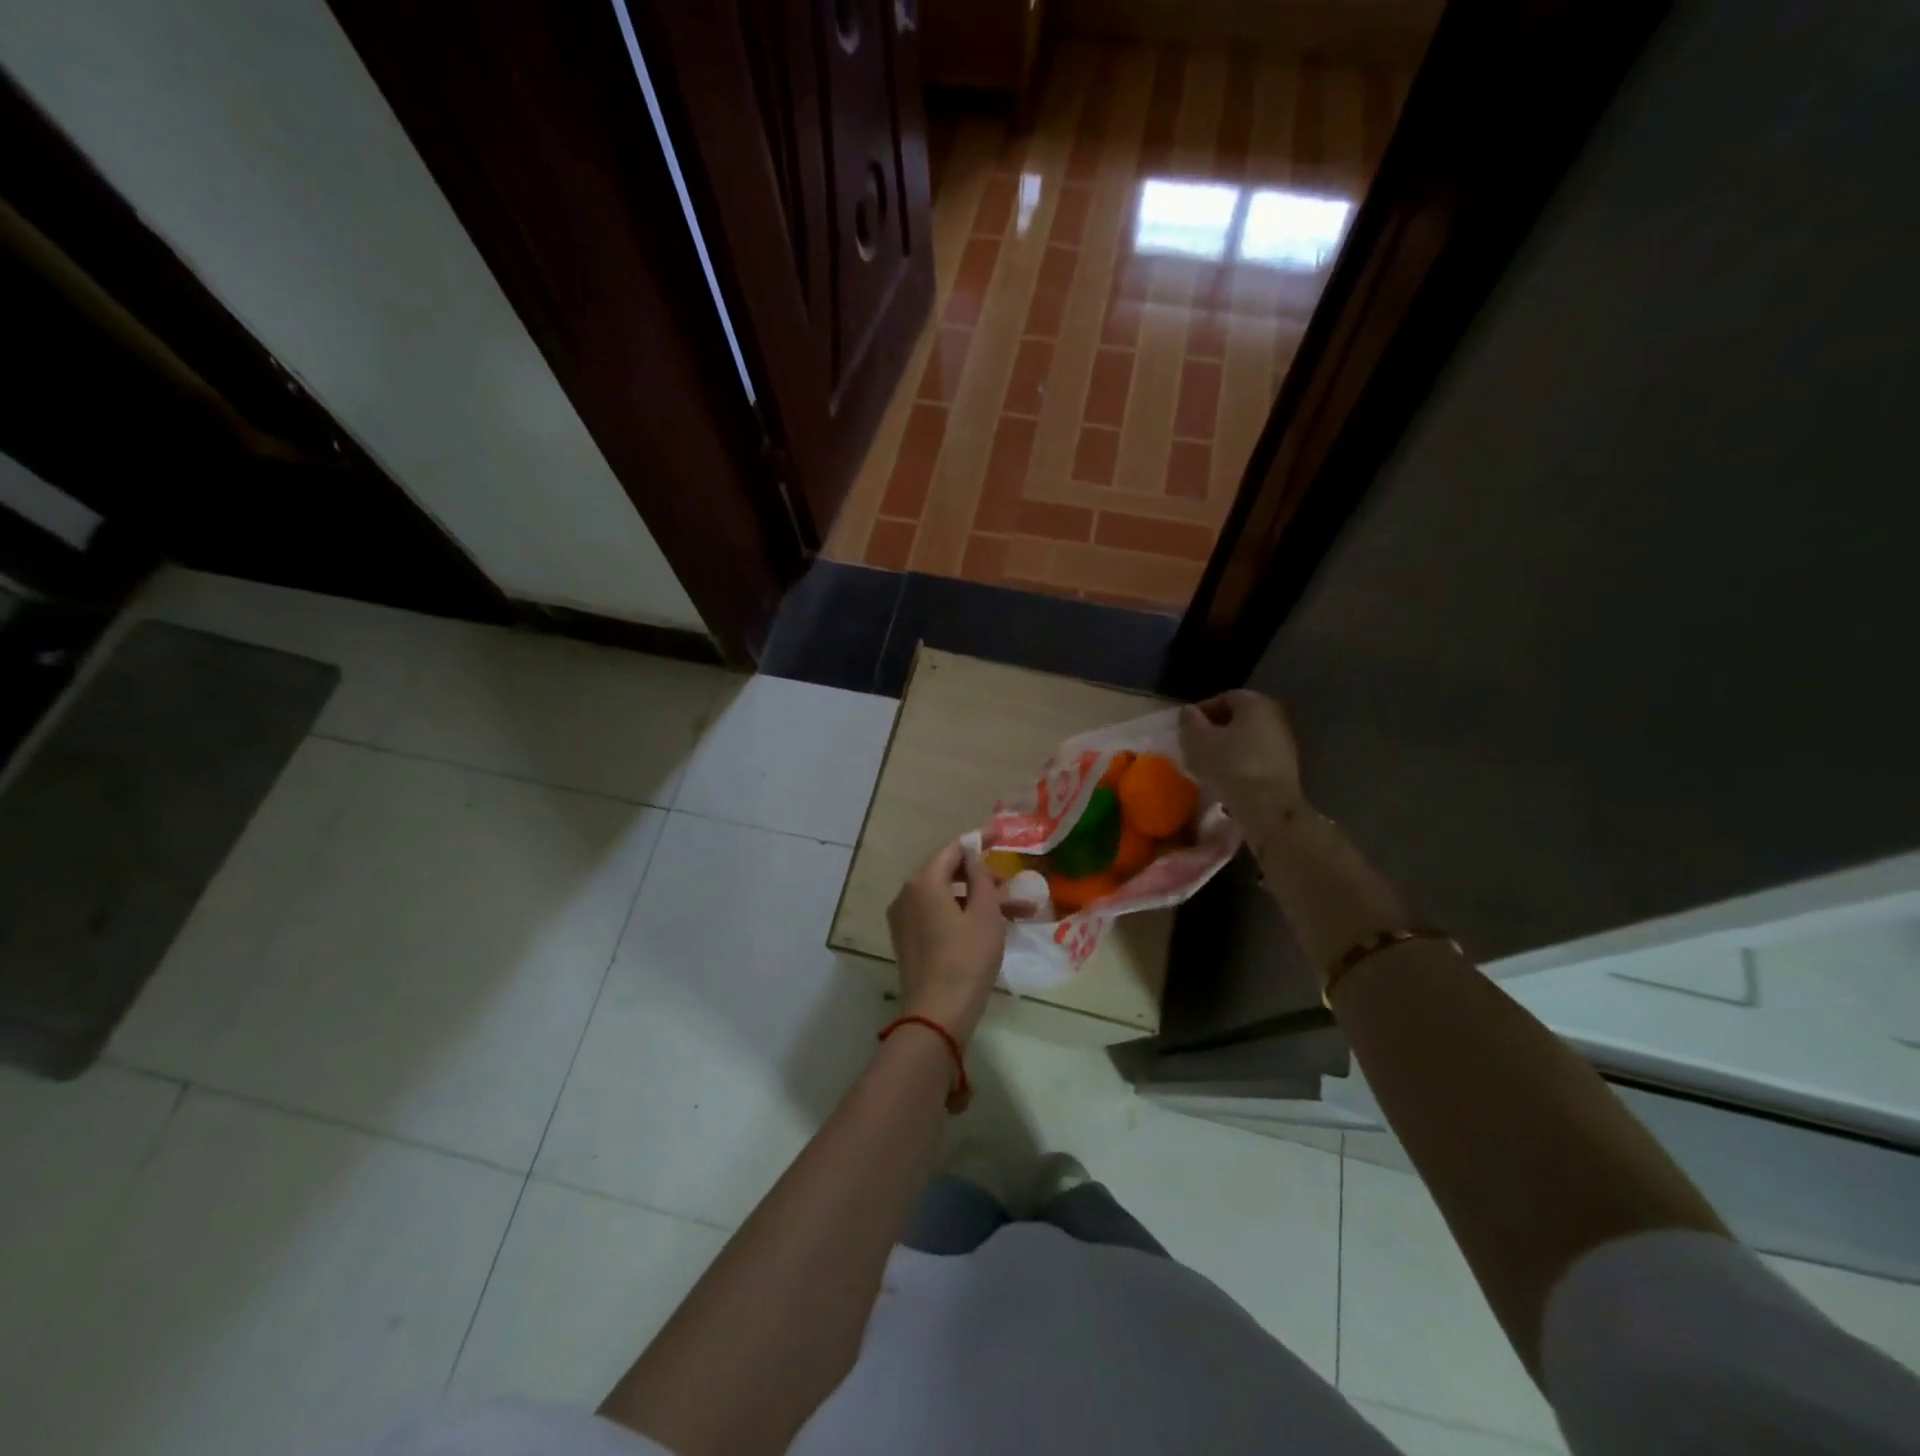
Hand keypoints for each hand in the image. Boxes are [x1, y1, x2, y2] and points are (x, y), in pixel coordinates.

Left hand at [886, 840, 1006, 1043]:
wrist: (937, 1015)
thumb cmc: (966, 959)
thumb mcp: (985, 913)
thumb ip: (980, 877)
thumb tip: (973, 855)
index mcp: (922, 882)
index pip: (953, 849)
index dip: (979, 842)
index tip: (1003, 837)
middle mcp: (907, 895)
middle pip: (949, 874)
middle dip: (985, 879)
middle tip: (1015, 888)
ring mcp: (904, 920)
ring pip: (947, 898)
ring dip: (980, 902)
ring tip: (1018, 913)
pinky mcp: (909, 941)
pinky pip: (939, 917)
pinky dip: (964, 917)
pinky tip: (993, 928)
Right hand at [1180, 690, 1308, 844]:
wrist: (1269, 807)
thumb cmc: (1230, 766)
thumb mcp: (1198, 742)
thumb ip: (1190, 723)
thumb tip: (1189, 712)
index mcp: (1255, 703)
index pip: (1224, 698)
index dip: (1201, 711)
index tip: (1186, 729)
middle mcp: (1275, 715)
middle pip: (1238, 718)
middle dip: (1215, 729)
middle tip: (1195, 745)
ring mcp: (1284, 741)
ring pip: (1247, 738)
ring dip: (1227, 747)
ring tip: (1207, 764)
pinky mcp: (1287, 766)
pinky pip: (1256, 756)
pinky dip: (1240, 762)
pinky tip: (1226, 778)